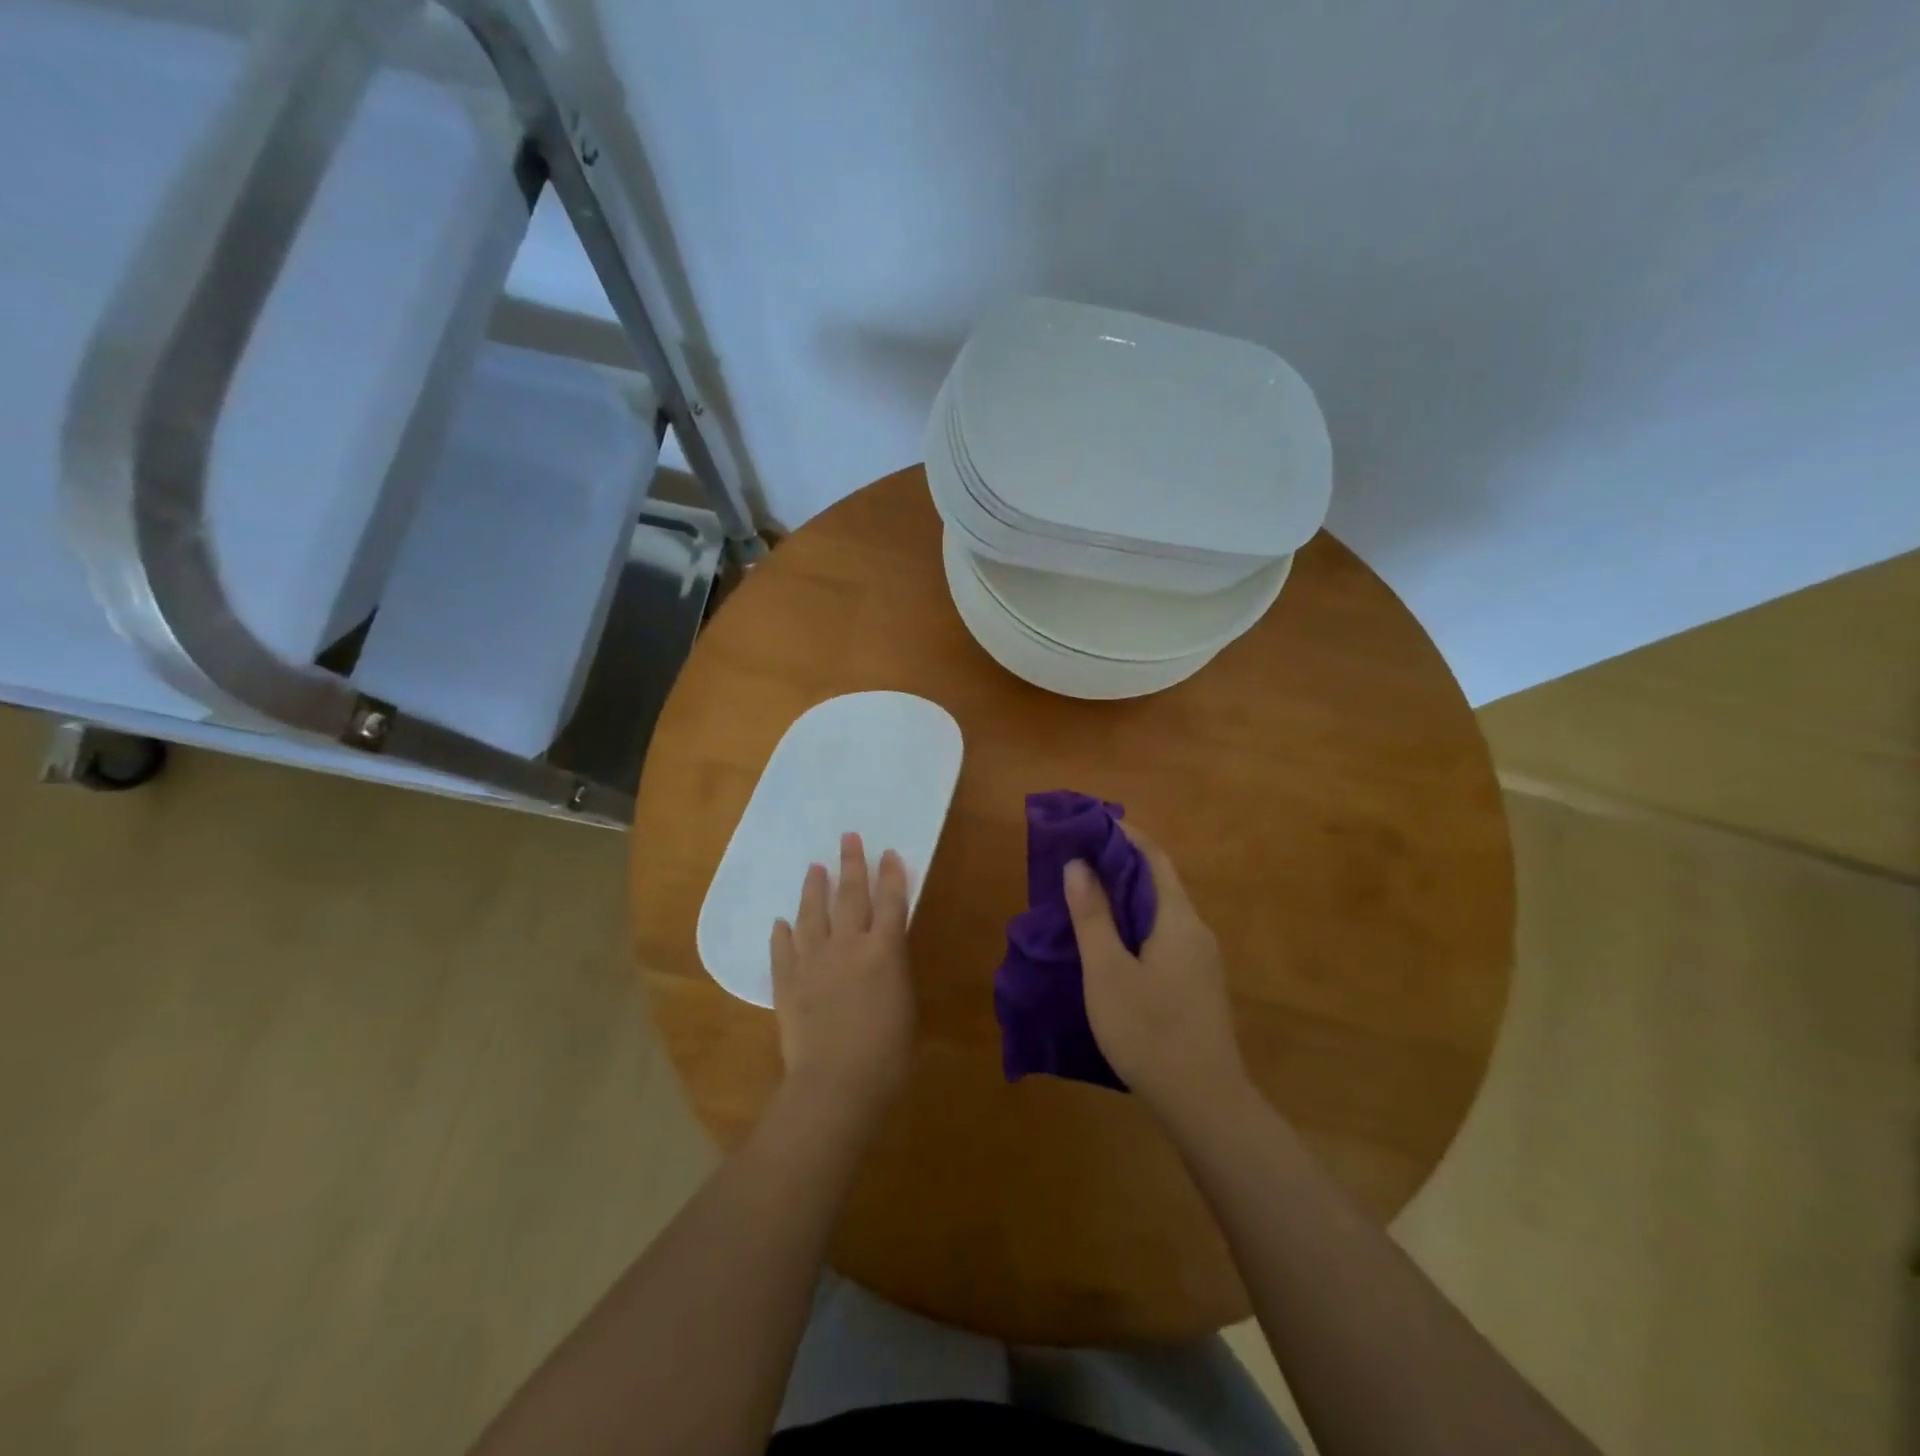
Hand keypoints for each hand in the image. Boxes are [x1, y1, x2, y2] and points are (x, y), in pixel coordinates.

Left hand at [770, 832, 914, 1112]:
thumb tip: (884, 957)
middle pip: (850, 896)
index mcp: (884, 951)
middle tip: (847, 837)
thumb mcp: (904, 1006)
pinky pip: (783, 949)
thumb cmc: (886, 1053)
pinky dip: (782, 933)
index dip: (891, 876)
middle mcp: (848, 945)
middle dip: (851, 864)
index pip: (890, 902)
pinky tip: (780, 922)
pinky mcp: (787, 981)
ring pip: (812, 914)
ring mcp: (813, 961)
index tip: (888, 853)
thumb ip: (893, 973)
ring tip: (814, 867)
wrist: (836, 1081)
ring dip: (813, 889)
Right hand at [1064, 825, 1248, 1119]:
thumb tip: (1079, 864)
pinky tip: (1110, 942)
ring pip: (1160, 912)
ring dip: (1126, 895)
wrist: (1205, 1103)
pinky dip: (1135, 923)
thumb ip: (1092, 915)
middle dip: (1120, 863)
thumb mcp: (1107, 972)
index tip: (1090, 822)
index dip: (1124, 835)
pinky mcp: (1197, 985)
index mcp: (1178, 919)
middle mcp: (1196, 931)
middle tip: (1076, 857)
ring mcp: (1200, 960)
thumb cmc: (1150, 1031)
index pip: (1153, 857)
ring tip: (1085, 894)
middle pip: (1158, 881)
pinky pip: (1163, 936)